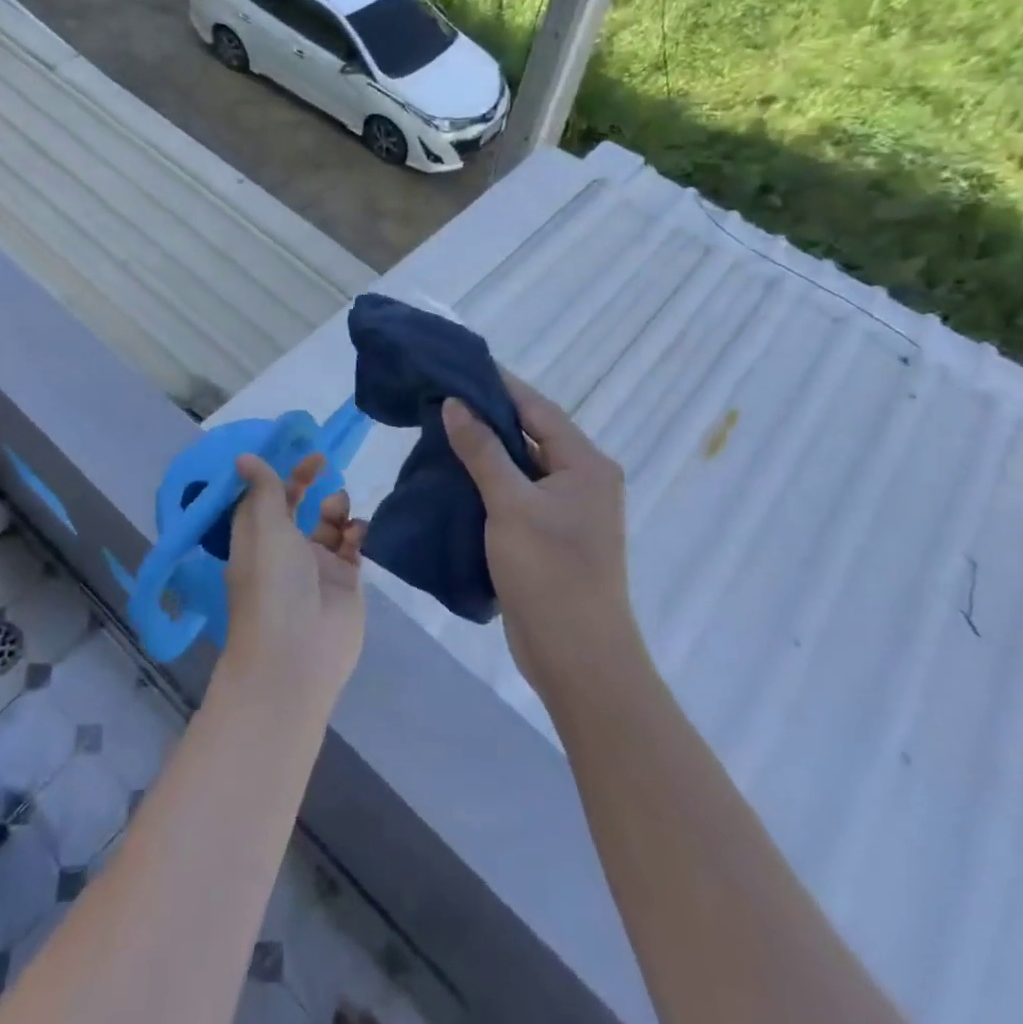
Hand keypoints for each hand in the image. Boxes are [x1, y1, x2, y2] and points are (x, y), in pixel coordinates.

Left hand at [221, 453, 365, 714]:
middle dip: (308, 484)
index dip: (278, 473)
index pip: (265, 498)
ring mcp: (316, 567)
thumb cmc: (273, 583)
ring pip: (328, 525)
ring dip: (335, 508)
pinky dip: (356, 532)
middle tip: (324, 464)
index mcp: (256, 538)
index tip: (295, 453)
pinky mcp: (344, 583)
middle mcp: (284, 550)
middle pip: (297, 508)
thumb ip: (265, 490)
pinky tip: (357, 531)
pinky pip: (352, 547)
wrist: (298, 654)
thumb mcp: (264, 527)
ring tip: (338, 509)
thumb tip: (244, 457)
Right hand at [441, 376, 635, 707]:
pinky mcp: (548, 535)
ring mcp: (565, 510)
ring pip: (519, 465)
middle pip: (529, 433)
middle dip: (486, 415)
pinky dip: (486, 480)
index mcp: (585, 463)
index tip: (457, 365)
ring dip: (484, 449)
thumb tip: (456, 403)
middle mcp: (580, 479)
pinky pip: (515, 493)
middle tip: (439, 396)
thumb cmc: (550, 573)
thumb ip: (482, 450)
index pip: (537, 408)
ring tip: (437, 428)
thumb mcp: (511, 504)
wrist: (577, 658)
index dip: (498, 384)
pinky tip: (452, 474)